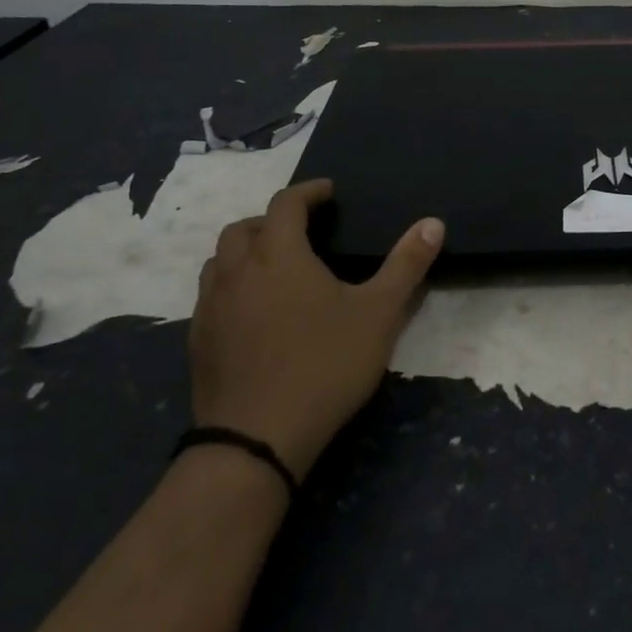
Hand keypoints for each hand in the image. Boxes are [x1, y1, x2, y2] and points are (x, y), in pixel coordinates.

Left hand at [188, 178, 444, 479]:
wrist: (257, 439)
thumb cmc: (324, 365)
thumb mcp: (379, 314)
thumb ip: (406, 265)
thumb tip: (434, 223)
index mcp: (278, 254)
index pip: (286, 203)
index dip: (309, 191)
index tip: (329, 192)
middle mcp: (236, 270)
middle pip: (244, 226)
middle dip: (273, 219)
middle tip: (303, 231)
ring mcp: (210, 306)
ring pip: (220, 260)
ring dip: (246, 251)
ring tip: (275, 267)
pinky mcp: (198, 340)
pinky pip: (211, 295)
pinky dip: (232, 286)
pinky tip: (254, 312)